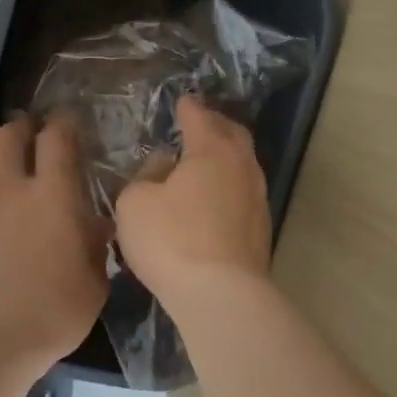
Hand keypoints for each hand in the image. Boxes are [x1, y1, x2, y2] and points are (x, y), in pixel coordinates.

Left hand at [0, 116, 111, 370]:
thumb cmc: (51, 314)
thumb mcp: (94, 284)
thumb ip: (95, 247)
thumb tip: (93, 226)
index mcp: (53, 195)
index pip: (57, 138)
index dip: (63, 124)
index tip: (67, 124)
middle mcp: (10, 187)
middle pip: (9, 134)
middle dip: (23, 128)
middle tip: (32, 139)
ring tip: (3, 176)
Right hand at [114, 96, 272, 304]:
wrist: (221, 295)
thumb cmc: (172, 240)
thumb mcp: (135, 203)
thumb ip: (145, 176)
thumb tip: (163, 167)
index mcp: (212, 150)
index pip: (199, 117)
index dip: (188, 108)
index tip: (182, 101)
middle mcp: (242, 167)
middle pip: (233, 135)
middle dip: (216, 125)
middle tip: (200, 123)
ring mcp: (258, 199)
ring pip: (243, 166)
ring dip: (225, 158)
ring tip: (205, 161)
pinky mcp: (261, 230)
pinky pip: (243, 194)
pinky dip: (228, 187)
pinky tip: (214, 199)